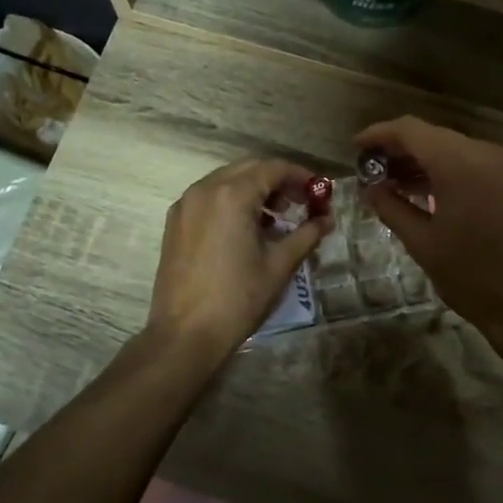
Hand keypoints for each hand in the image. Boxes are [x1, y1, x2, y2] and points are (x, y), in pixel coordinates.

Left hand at [147, 158, 330, 360]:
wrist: (185, 334)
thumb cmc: (238, 298)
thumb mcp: (279, 265)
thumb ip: (306, 235)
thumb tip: (327, 220)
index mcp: (232, 195)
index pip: (273, 169)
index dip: (301, 177)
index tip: (320, 192)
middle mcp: (205, 189)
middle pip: (249, 169)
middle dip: (278, 182)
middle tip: (301, 204)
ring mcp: (185, 205)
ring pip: (226, 181)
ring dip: (254, 191)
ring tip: (276, 220)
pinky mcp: (175, 222)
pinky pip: (209, 198)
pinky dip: (231, 202)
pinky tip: (246, 230)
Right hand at [353, 117, 502, 335]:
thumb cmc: (469, 275)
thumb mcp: (421, 242)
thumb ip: (391, 207)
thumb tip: (369, 187)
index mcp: (458, 164)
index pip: (410, 131)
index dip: (379, 134)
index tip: (356, 148)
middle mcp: (484, 153)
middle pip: (433, 136)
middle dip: (400, 149)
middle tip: (372, 170)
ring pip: (454, 147)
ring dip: (424, 159)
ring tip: (395, 182)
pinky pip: (476, 162)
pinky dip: (450, 169)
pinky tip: (433, 186)